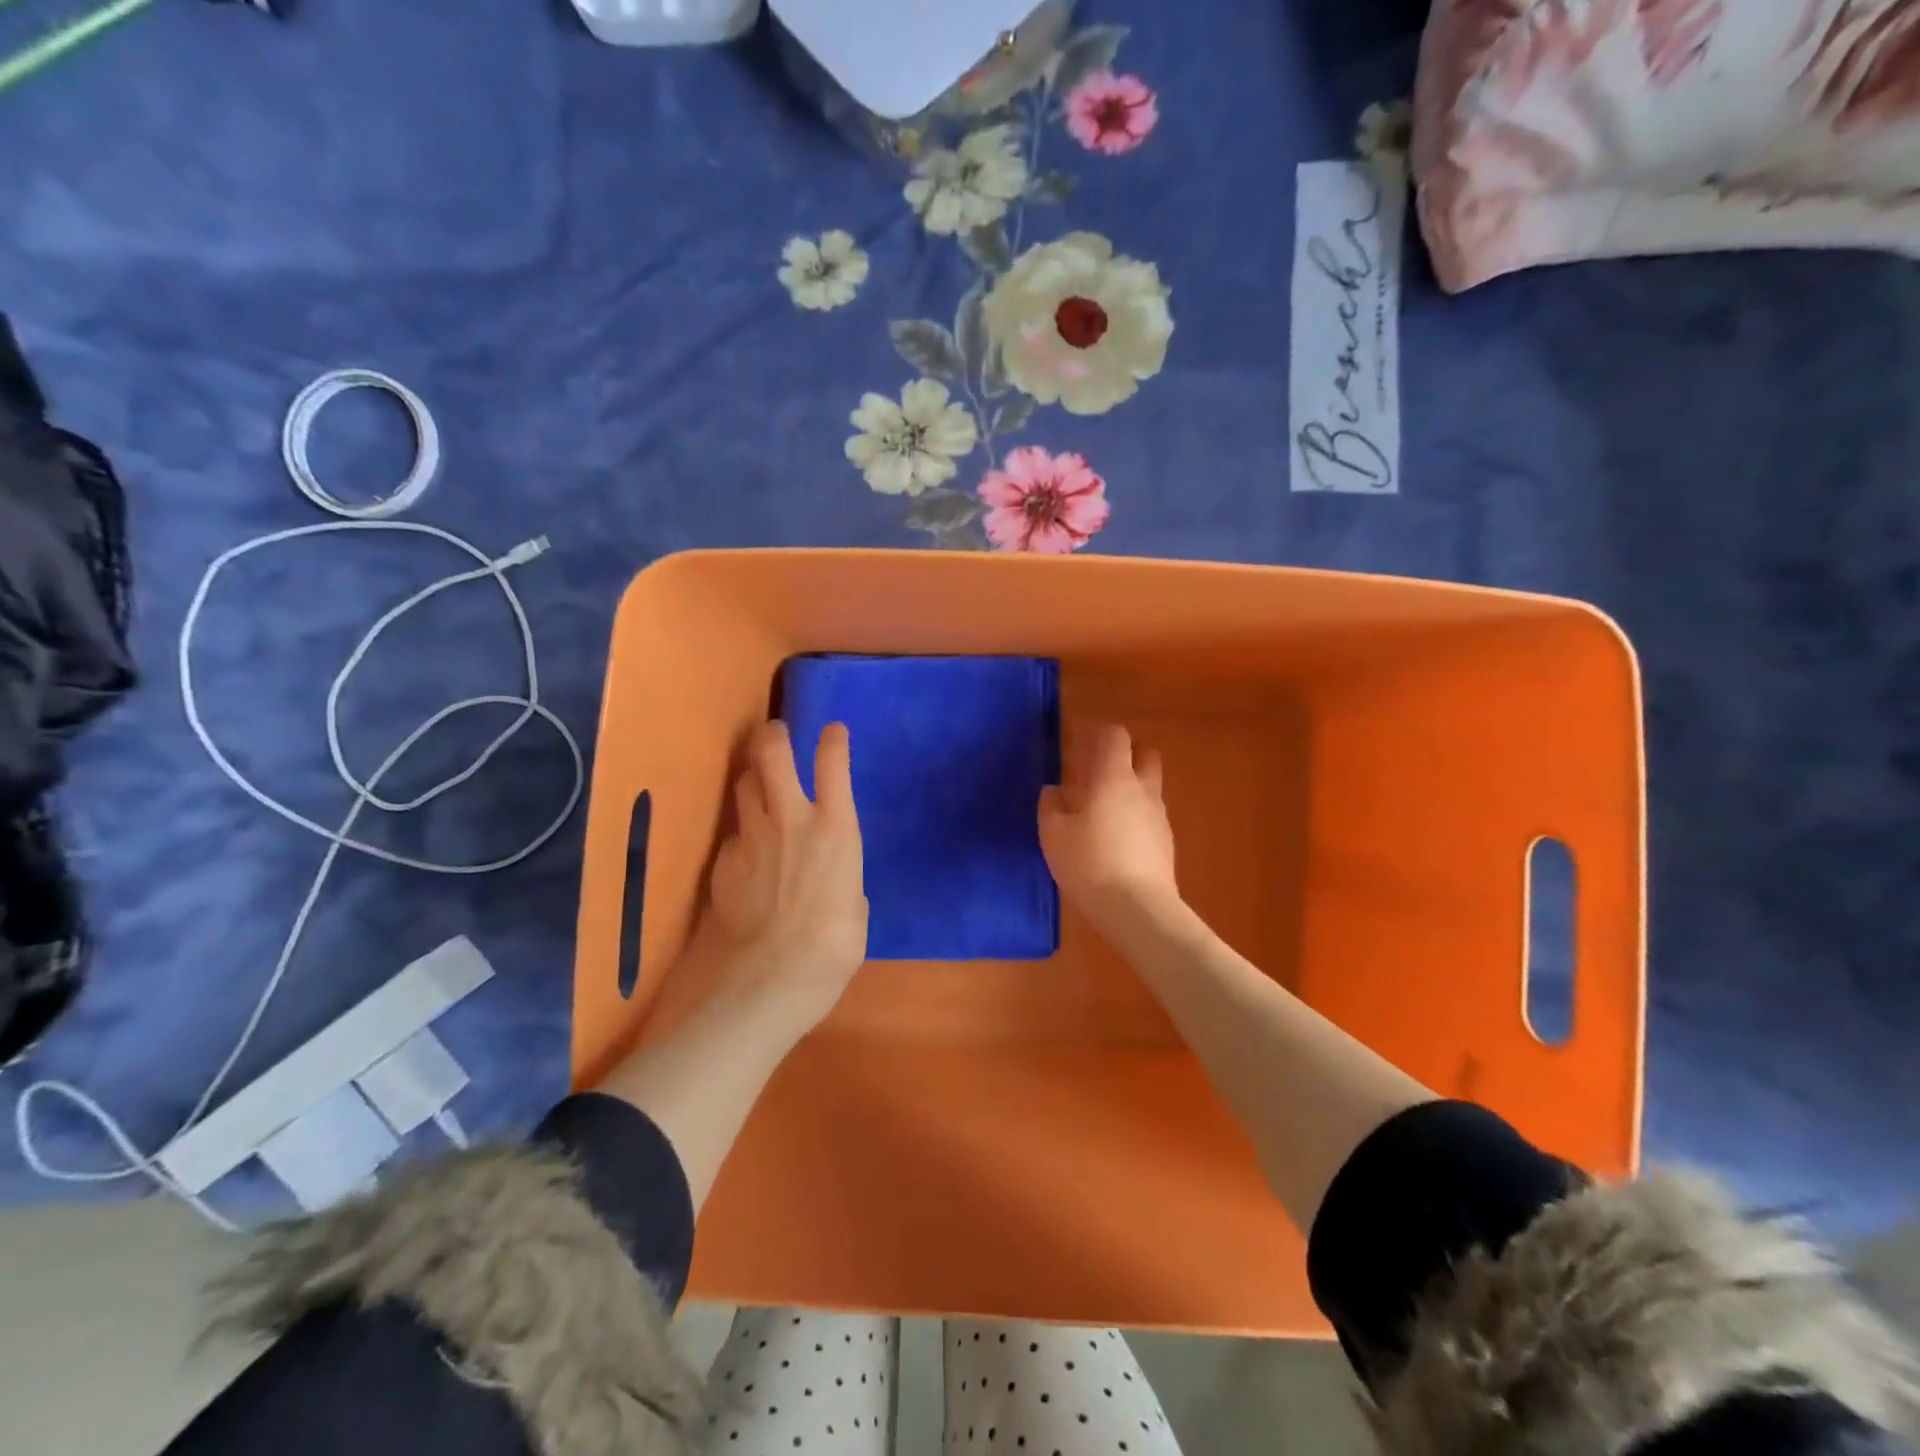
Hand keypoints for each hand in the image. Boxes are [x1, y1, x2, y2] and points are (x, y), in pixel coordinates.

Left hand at [665, 721, 868, 1040]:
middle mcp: (791, 820)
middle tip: (774, 732)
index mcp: (836, 830)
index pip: (832, 765)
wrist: (766, 981)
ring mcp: (751, 838)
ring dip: (752, 777)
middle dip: (773, 736)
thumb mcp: (856, 912)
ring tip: (758, 782)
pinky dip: (741, 834)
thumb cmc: (831, 949)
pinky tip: (746, 854)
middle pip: (772, 755)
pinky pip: (733, 834)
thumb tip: (834, 881)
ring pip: (744, 785)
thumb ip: (844, 881)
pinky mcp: (722, 862)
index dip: (832, 741)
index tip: (832, 731)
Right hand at [1039, 723, 1177, 927]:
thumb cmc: (1089, 861)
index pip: (1115, 735)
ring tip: (1101, 808)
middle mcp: (1142, 789)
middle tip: (1096, 769)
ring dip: (1129, 787)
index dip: (1098, 732)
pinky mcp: (1166, 843)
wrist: (1137, 908)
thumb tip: (1054, 792)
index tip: (1078, 741)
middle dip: (1124, 754)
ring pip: (1148, 786)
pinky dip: (1134, 815)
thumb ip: (1051, 805)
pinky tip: (1114, 838)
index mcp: (1114, 777)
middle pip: (1145, 753)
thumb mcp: (1053, 833)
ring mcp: (1159, 816)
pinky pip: (1149, 815)